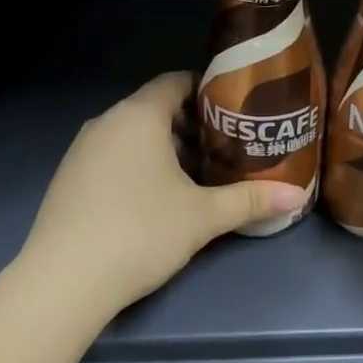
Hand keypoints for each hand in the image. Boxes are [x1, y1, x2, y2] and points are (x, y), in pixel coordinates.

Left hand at [23, 72, 309, 310]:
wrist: (64, 280)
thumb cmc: (140, 232)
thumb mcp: (202, 217)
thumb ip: (250, 200)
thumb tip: (298, 196)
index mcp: (138, 116)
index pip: (174, 82)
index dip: (206, 90)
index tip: (234, 110)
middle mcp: (106, 123)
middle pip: (154, 109)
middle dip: (190, 125)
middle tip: (225, 147)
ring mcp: (81, 151)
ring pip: (130, 135)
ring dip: (163, 148)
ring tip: (195, 175)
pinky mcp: (67, 179)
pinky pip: (110, 157)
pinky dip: (136, 165)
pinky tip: (153, 199)